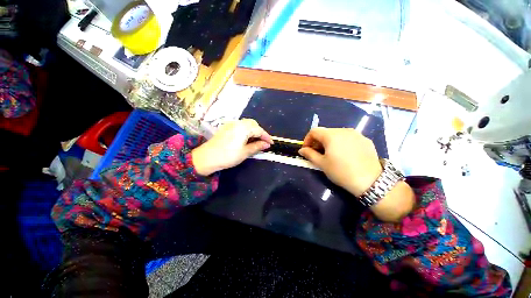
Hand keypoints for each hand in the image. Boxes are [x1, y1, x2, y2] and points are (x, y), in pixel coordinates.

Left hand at [192, 119, 272, 175]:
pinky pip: (240, 125)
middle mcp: (238, 123)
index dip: (266, 137)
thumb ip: (257, 146)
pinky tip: (246, 138)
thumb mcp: (245, 152)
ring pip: (246, 124)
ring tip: (256, 140)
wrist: (207, 157)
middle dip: (260, 132)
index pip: (259, 130)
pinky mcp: (226, 127)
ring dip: (253, 130)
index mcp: (243, 128)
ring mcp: (231, 124)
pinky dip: (246, 130)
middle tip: (263, 142)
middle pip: (253, 124)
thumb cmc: (228, 156)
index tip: (271, 143)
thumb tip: (267, 145)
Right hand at [299, 127, 414, 221]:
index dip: (307, 139)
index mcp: (331, 135)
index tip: (307, 150)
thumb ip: (309, 154)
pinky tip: (345, 155)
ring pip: (337, 134)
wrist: (371, 181)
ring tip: (331, 154)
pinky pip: (349, 138)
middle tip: (318, 153)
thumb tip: (302, 150)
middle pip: (326, 132)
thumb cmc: (341, 172)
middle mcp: (344, 130)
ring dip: (330, 142)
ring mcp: (356, 134)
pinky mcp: (365, 140)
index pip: (314, 131)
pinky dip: (342, 143)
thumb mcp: (322, 164)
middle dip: (318, 141)